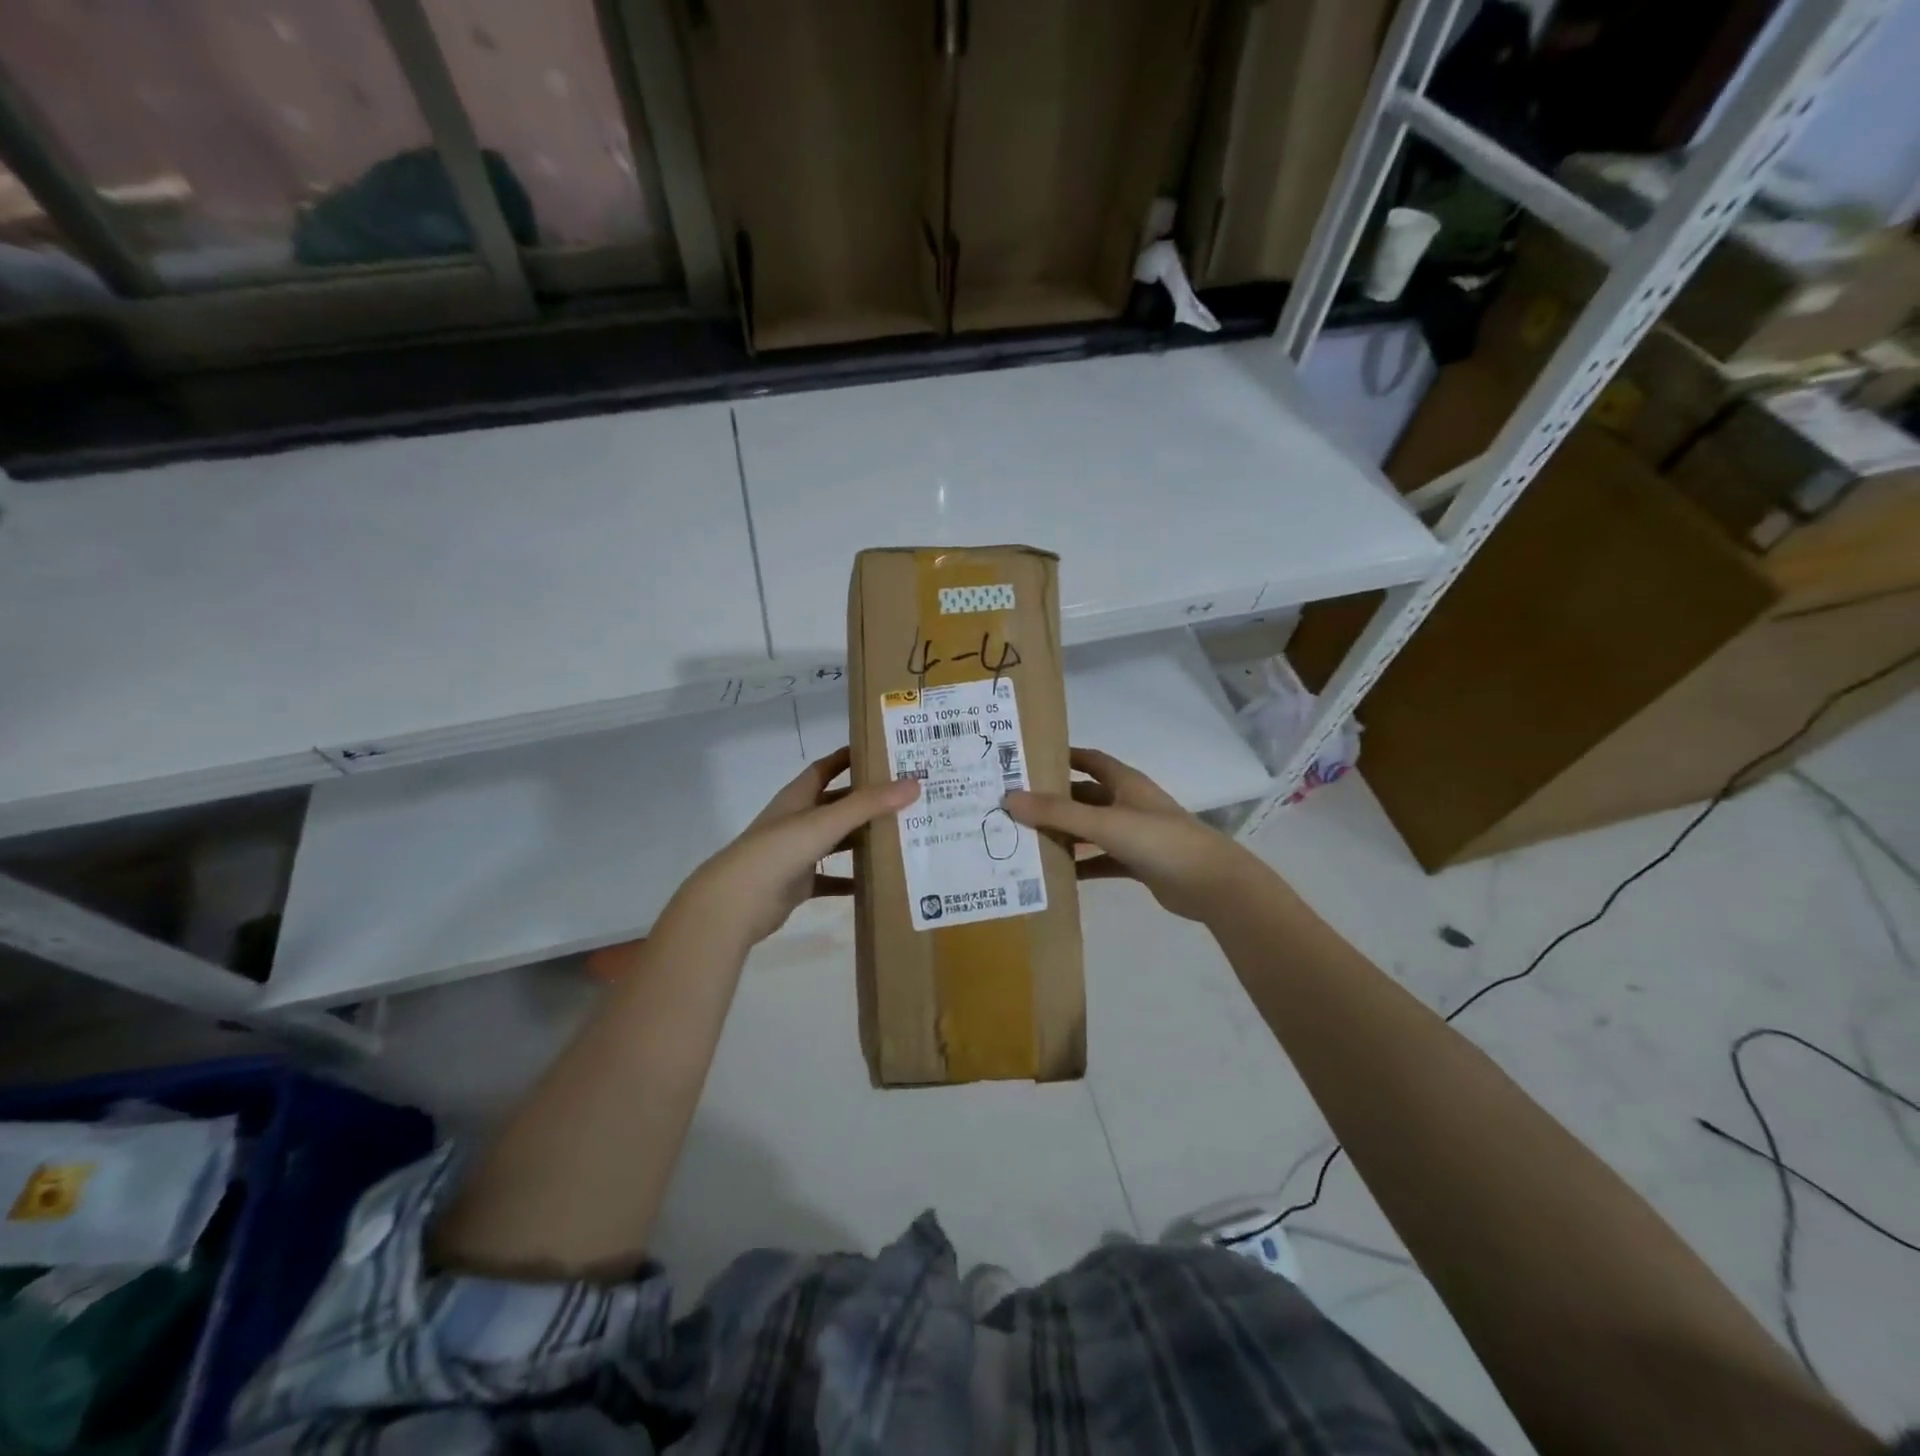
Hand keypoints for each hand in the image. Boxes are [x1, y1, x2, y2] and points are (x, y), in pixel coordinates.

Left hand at [670, 748, 918, 948]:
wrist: (736, 902)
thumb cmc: (778, 851)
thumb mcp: (825, 822)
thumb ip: (868, 804)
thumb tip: (914, 782)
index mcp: (798, 797)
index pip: (825, 768)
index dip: (849, 758)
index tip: (881, 751)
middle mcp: (797, 820)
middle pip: (836, 804)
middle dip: (865, 800)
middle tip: (904, 797)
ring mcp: (796, 853)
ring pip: (836, 840)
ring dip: (861, 839)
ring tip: (900, 836)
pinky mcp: (798, 883)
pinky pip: (830, 879)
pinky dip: (850, 880)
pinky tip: (875, 883)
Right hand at [1004, 748, 1260, 921]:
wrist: (1211, 884)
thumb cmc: (1159, 840)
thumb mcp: (1104, 822)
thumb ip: (1058, 812)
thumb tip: (1009, 797)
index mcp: (1125, 783)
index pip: (1089, 760)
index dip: (1062, 757)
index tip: (1027, 760)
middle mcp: (1128, 803)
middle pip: (1085, 796)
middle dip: (1055, 800)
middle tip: (1015, 805)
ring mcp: (1134, 834)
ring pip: (1091, 829)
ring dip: (1065, 833)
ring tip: (1026, 839)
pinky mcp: (1138, 863)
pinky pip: (1101, 860)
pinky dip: (1081, 864)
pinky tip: (1056, 874)